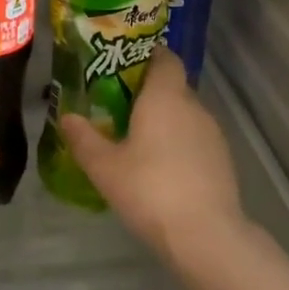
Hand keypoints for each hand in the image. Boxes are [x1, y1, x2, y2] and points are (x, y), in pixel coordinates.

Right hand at [58, 49, 245, 263]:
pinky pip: (195, 138)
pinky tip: (160, 168)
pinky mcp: (222, 159)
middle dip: (148, 92)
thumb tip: (66, 117)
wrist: (205, 234)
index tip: (124, 65)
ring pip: (185, 114)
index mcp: (165, 97)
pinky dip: (178, 143)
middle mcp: (193, 106)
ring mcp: (212, 134)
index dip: (147, 55)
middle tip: (117, 106)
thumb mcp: (104, 167)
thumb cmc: (149, 190)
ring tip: (136, 139)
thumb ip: (83, 139)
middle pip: (173, 86)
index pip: (165, 58)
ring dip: (164, 120)